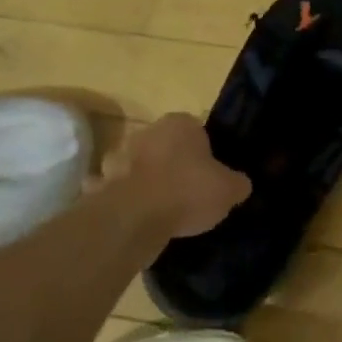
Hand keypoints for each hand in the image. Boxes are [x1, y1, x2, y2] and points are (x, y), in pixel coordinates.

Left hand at [99, 113, 249, 238]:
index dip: (206, 152)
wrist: (135, 217)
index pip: (197, 130)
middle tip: (190, 190)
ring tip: (163, 207)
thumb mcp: (229, 189)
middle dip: (174, 163)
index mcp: (180, 123)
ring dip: (147, 179)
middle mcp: (147, 131)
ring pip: (139, 165)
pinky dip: (125, 200)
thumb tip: (240, 184)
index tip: (211, 173)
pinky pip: (117, 190)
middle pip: (166, 145)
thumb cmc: (188, 191)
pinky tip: (138, 218)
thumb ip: (237, 183)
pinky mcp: (101, 183)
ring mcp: (119, 156)